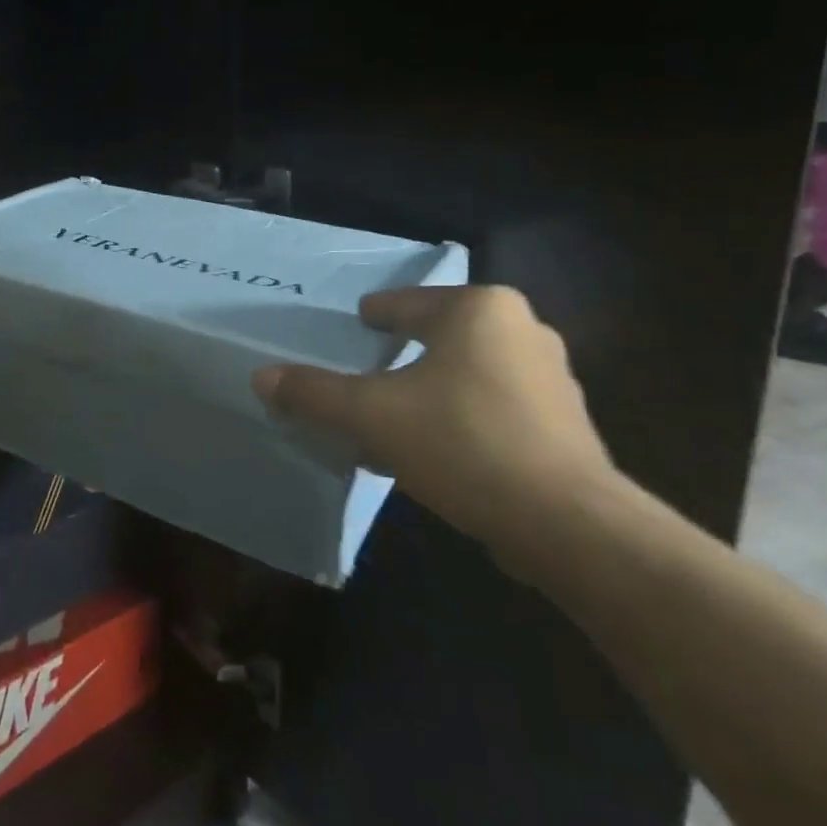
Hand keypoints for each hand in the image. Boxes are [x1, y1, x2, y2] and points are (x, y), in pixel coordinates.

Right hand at [252, 285, 630, 578]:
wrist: (566, 522)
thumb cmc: (462, 442)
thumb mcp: (371, 415)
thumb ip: (314, 393)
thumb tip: (261, 377)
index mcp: (479, 310)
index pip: (410, 303)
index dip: (379, 312)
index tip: (361, 320)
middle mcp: (522, 330)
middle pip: (442, 336)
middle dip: (405, 353)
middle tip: (372, 367)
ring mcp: (552, 377)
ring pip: (469, 373)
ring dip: (431, 389)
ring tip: (398, 413)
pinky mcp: (565, 424)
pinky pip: (494, 407)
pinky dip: (460, 417)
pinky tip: (436, 449)